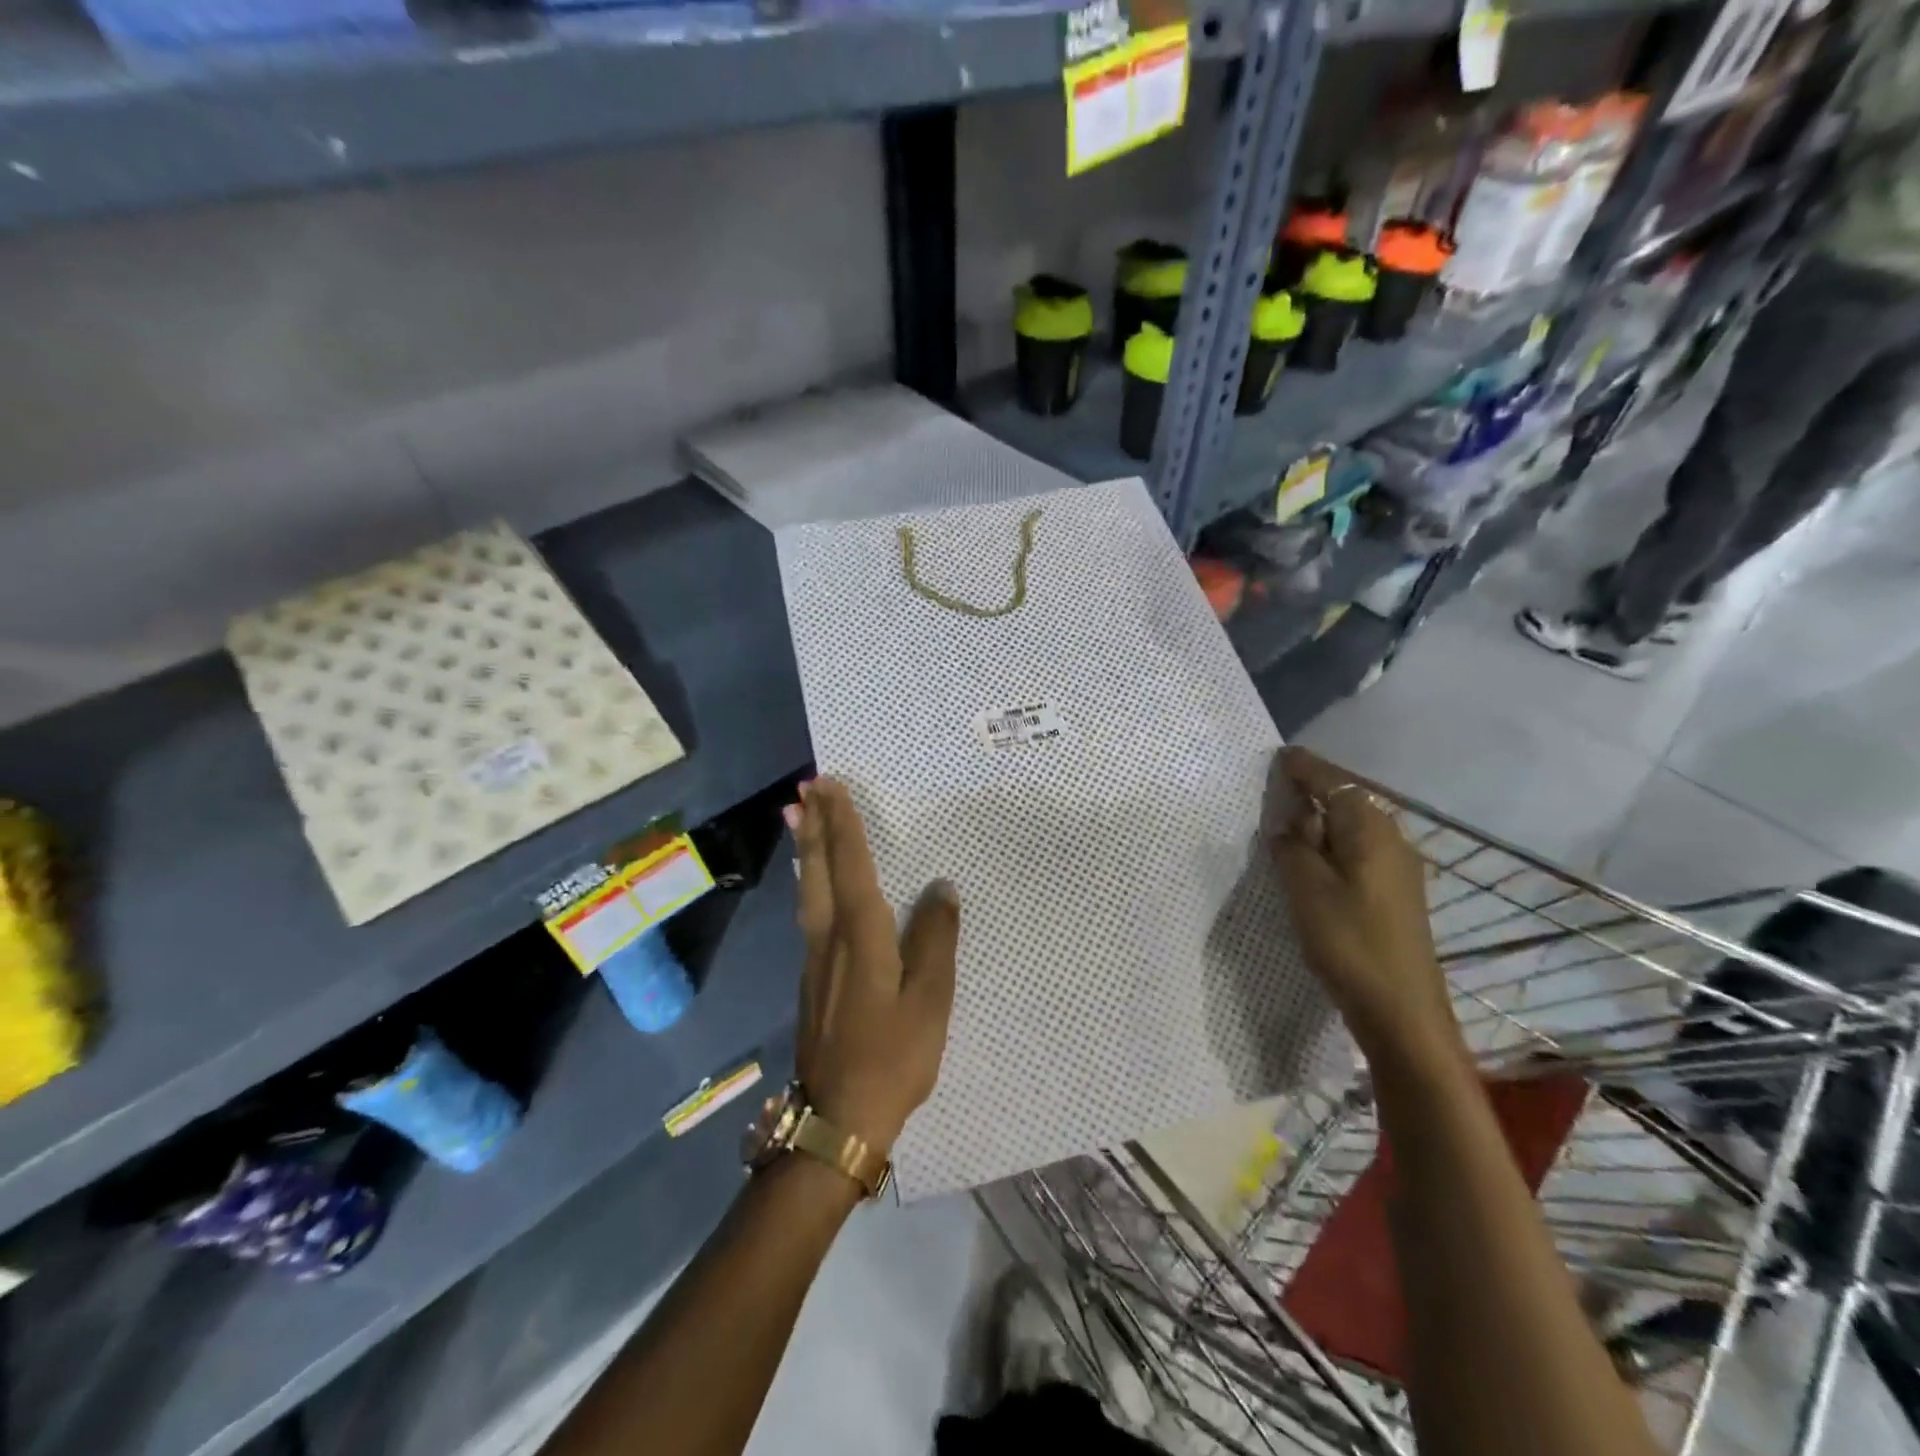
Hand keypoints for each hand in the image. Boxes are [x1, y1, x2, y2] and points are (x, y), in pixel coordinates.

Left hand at [787, 778, 959, 1152]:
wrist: (838, 1118)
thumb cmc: (893, 1057)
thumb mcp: (930, 1000)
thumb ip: (935, 940)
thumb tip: (941, 888)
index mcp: (861, 935)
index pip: (852, 865)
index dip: (843, 824)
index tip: (830, 786)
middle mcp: (829, 938)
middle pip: (819, 870)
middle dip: (815, 826)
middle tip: (806, 789)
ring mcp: (814, 959)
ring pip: (808, 889)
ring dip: (807, 849)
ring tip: (800, 819)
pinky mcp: (811, 979)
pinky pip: (808, 912)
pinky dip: (809, 881)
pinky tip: (811, 882)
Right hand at [1268, 748, 1461, 1067]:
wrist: (1402, 1011)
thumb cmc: (1349, 941)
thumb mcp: (1306, 888)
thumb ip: (1292, 847)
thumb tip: (1288, 825)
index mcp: (1372, 831)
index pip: (1334, 783)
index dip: (1306, 768)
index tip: (1280, 755)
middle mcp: (1392, 841)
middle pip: (1347, 802)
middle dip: (1312, 792)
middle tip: (1274, 791)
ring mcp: (1398, 870)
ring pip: (1352, 830)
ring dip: (1320, 823)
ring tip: (1285, 827)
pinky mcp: (1394, 895)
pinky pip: (1357, 853)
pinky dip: (1331, 848)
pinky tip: (1311, 864)